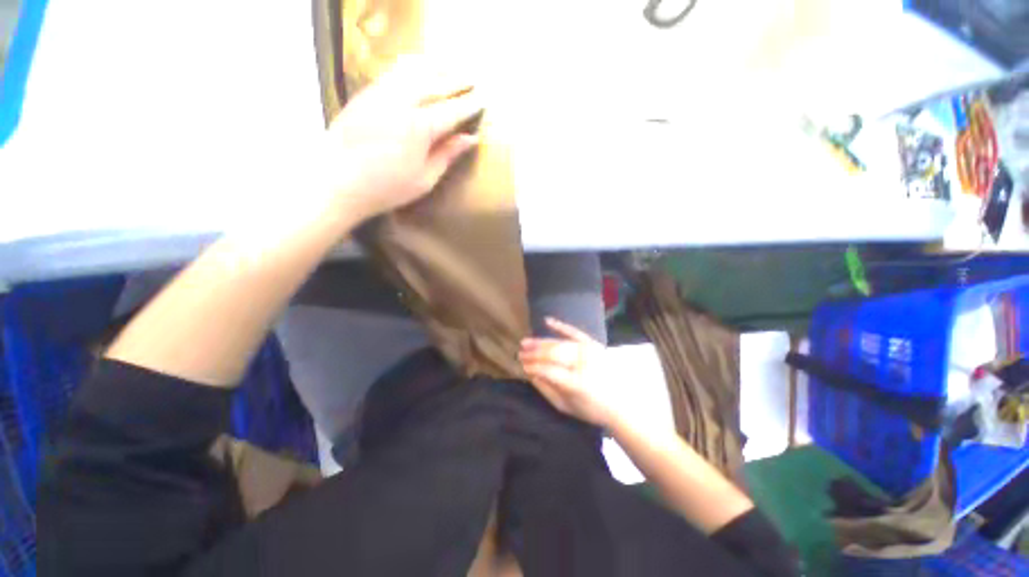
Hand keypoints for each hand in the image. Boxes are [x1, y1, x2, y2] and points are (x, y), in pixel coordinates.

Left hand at [324, 57, 482, 220]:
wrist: (336, 181)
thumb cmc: (386, 188)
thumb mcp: (425, 179)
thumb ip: (448, 155)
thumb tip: (470, 139)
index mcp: (419, 128)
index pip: (451, 110)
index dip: (468, 105)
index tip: (482, 100)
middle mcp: (401, 102)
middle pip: (434, 84)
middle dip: (455, 80)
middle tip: (471, 78)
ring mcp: (380, 94)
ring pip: (412, 71)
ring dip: (434, 67)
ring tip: (449, 66)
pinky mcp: (365, 93)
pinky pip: (393, 72)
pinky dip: (410, 67)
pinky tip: (418, 68)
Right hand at [519, 317, 619, 426]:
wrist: (620, 403)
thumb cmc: (591, 409)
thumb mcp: (565, 406)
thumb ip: (546, 389)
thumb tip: (530, 373)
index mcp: (576, 383)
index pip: (548, 370)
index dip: (532, 366)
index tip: (522, 366)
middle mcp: (583, 363)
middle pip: (553, 353)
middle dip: (534, 352)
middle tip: (520, 353)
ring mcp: (590, 351)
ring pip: (560, 343)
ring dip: (541, 341)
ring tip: (526, 342)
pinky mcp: (594, 344)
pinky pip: (575, 332)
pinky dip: (560, 326)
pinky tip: (547, 321)